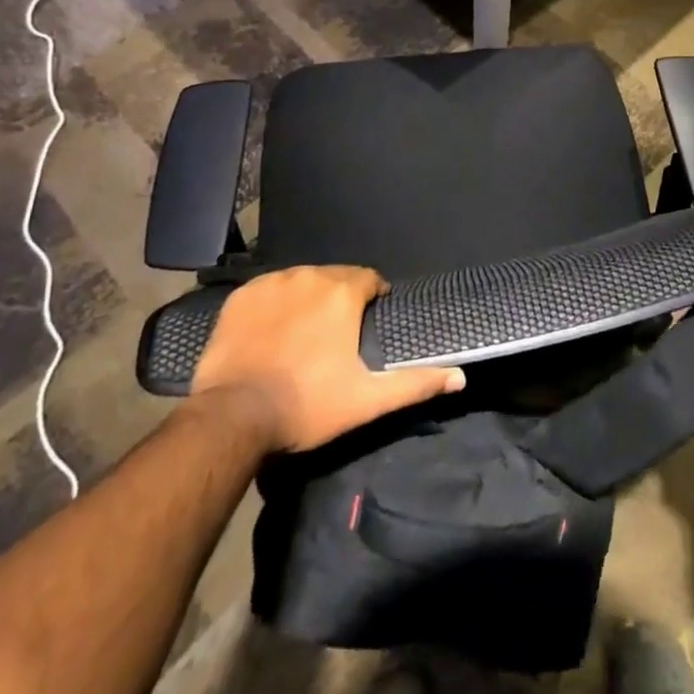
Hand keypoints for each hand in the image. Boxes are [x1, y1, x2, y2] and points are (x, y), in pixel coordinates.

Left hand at [189, 265, 464, 452]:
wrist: (232, 417)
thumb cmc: (307, 405)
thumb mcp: (367, 400)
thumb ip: (415, 383)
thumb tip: (461, 376)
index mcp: (342, 293)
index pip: (368, 279)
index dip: (373, 298)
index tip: (367, 323)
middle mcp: (309, 276)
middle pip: (334, 277)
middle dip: (340, 298)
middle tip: (335, 335)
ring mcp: (270, 284)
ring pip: (301, 281)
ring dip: (308, 299)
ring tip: (303, 334)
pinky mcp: (240, 297)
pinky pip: (268, 291)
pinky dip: (274, 305)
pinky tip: (271, 332)